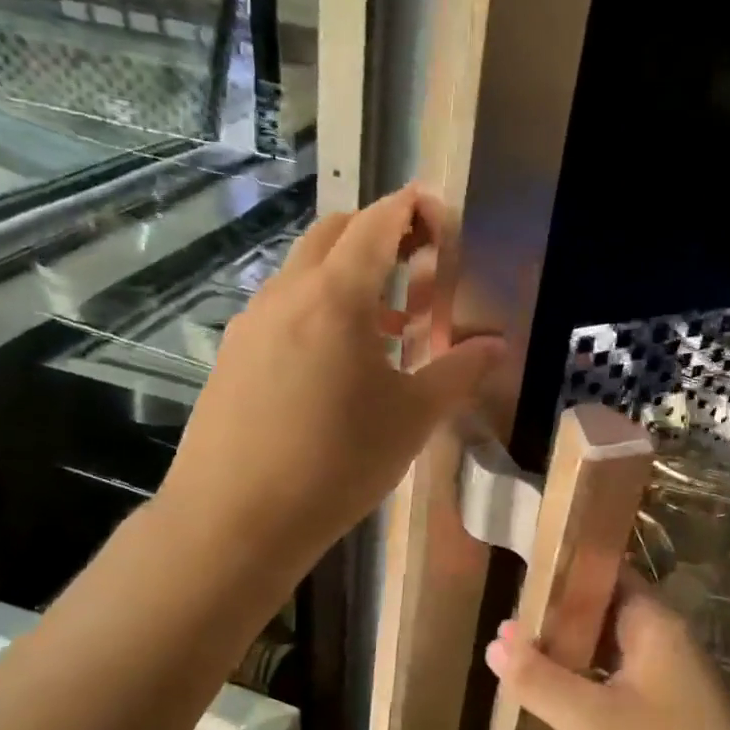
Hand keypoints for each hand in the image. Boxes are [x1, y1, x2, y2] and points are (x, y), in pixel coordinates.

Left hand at [155, 185, 504, 591]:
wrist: (234, 520)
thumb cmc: (336, 463)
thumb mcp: (411, 419)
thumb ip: (458, 372)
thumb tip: (497, 345)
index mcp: (335, 296)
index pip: (376, 223)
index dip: (411, 209)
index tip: (440, 217)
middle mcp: (287, 292)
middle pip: (333, 233)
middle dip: (377, 234)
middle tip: (416, 269)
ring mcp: (251, 321)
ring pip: (303, 270)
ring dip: (346, 276)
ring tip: (385, 326)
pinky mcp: (232, 353)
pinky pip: (281, 307)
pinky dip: (316, 307)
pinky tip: (335, 364)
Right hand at [484, 580, 729, 729]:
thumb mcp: (592, 722)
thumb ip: (539, 680)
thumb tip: (496, 641)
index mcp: (652, 622)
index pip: (603, 569)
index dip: (562, 567)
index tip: (520, 574)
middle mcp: (662, 636)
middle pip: (601, 605)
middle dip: (556, 612)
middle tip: (508, 621)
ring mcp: (666, 670)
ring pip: (606, 642)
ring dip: (568, 646)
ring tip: (519, 651)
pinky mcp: (665, 703)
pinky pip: (616, 671)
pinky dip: (586, 673)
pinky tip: (555, 689)